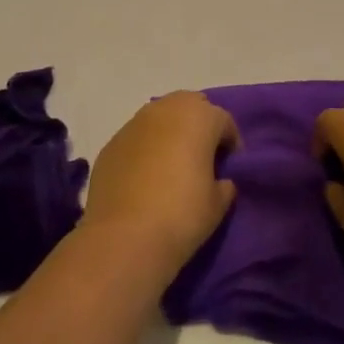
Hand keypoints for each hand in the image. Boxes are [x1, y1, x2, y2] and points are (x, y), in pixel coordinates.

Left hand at [82, 92, 238, 274]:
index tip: (230, 167)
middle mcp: (166, 110)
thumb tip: (219, 181)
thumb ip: (224, 184)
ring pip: (161, 117)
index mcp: (199, 117)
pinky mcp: (111, 143)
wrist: (123, 237)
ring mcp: (134, 124)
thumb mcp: (218, 204)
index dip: (231, 143)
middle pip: (190, 106)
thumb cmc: (181, 215)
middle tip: (203, 157)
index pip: (224, 120)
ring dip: (171, 133)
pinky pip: (138, 137)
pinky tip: (146, 177)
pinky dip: (146, 148)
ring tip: (173, 164)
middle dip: (200, 126)